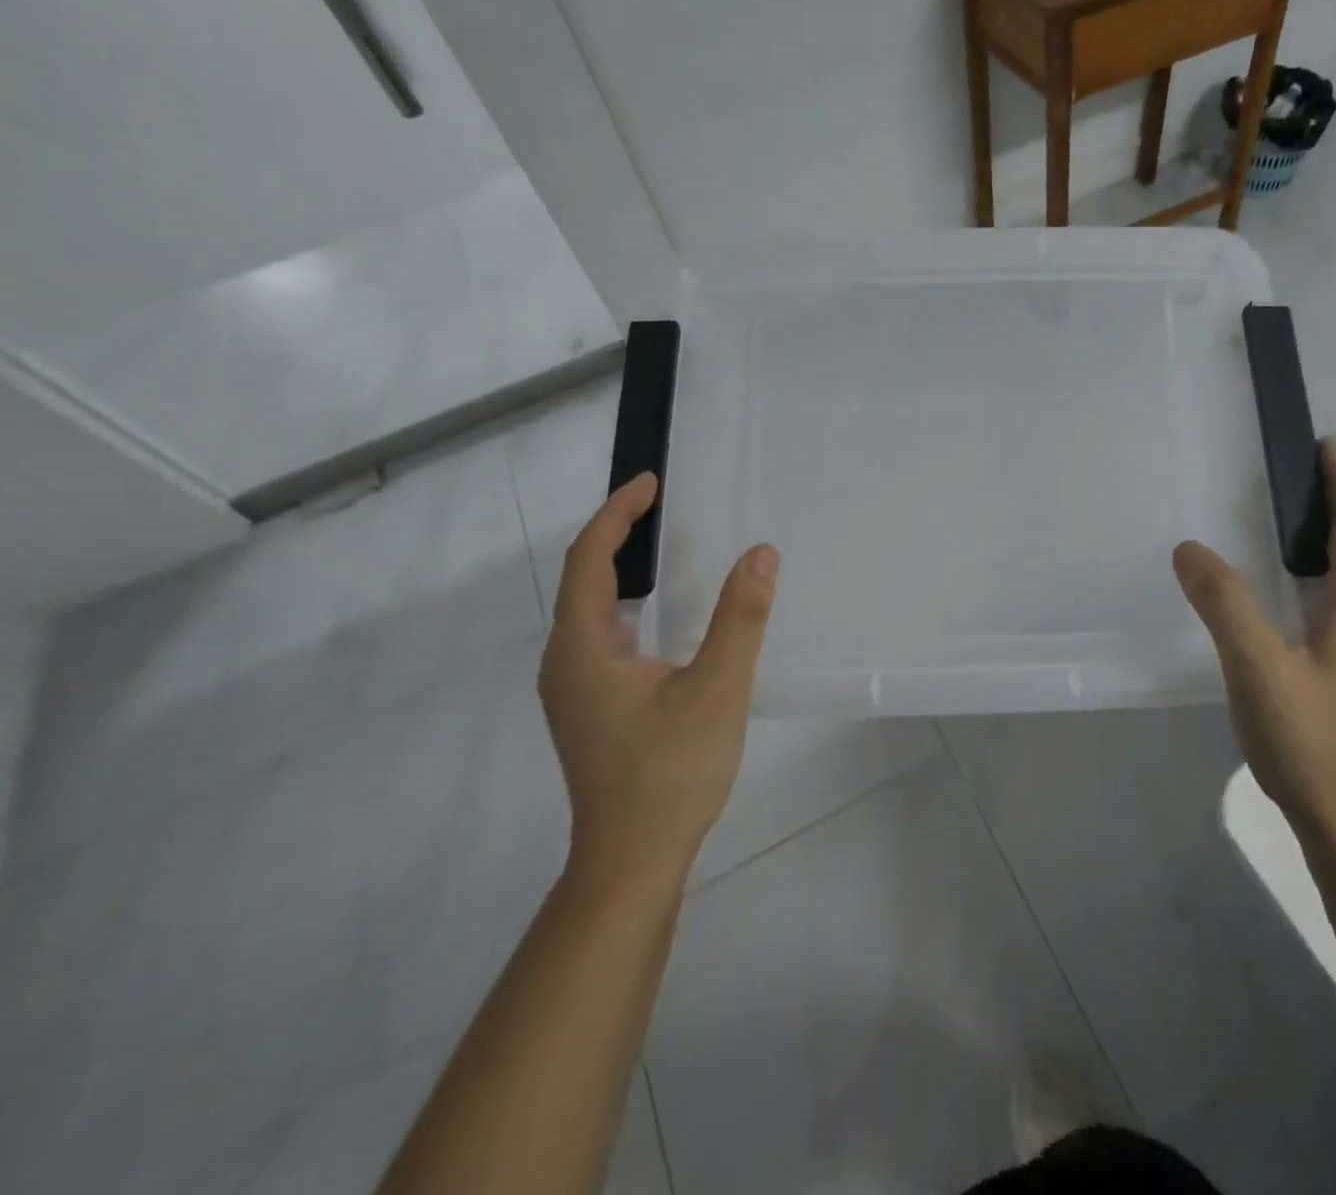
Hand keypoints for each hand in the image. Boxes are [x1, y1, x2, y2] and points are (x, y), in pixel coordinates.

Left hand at [537, 472, 778, 884]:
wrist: (632, 861)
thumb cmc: (669, 773)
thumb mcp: (716, 689)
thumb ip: (740, 618)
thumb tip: (761, 554)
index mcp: (583, 648)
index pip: (591, 559)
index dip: (618, 515)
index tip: (650, 482)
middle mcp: (566, 662)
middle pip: (585, 580)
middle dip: (619, 535)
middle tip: (662, 506)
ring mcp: (574, 689)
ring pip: (592, 611)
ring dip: (623, 571)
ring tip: (664, 547)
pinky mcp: (590, 708)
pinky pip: (603, 636)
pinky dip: (629, 606)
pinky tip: (663, 617)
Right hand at [1173, 442, 1335, 835]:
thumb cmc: (1310, 740)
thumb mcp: (1258, 666)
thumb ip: (1224, 604)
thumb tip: (1190, 549)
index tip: (1326, 446)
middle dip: (1334, 505)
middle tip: (1293, 475)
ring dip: (1325, 541)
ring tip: (1284, 521)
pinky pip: (1333, 603)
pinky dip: (1313, 576)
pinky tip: (1281, 591)